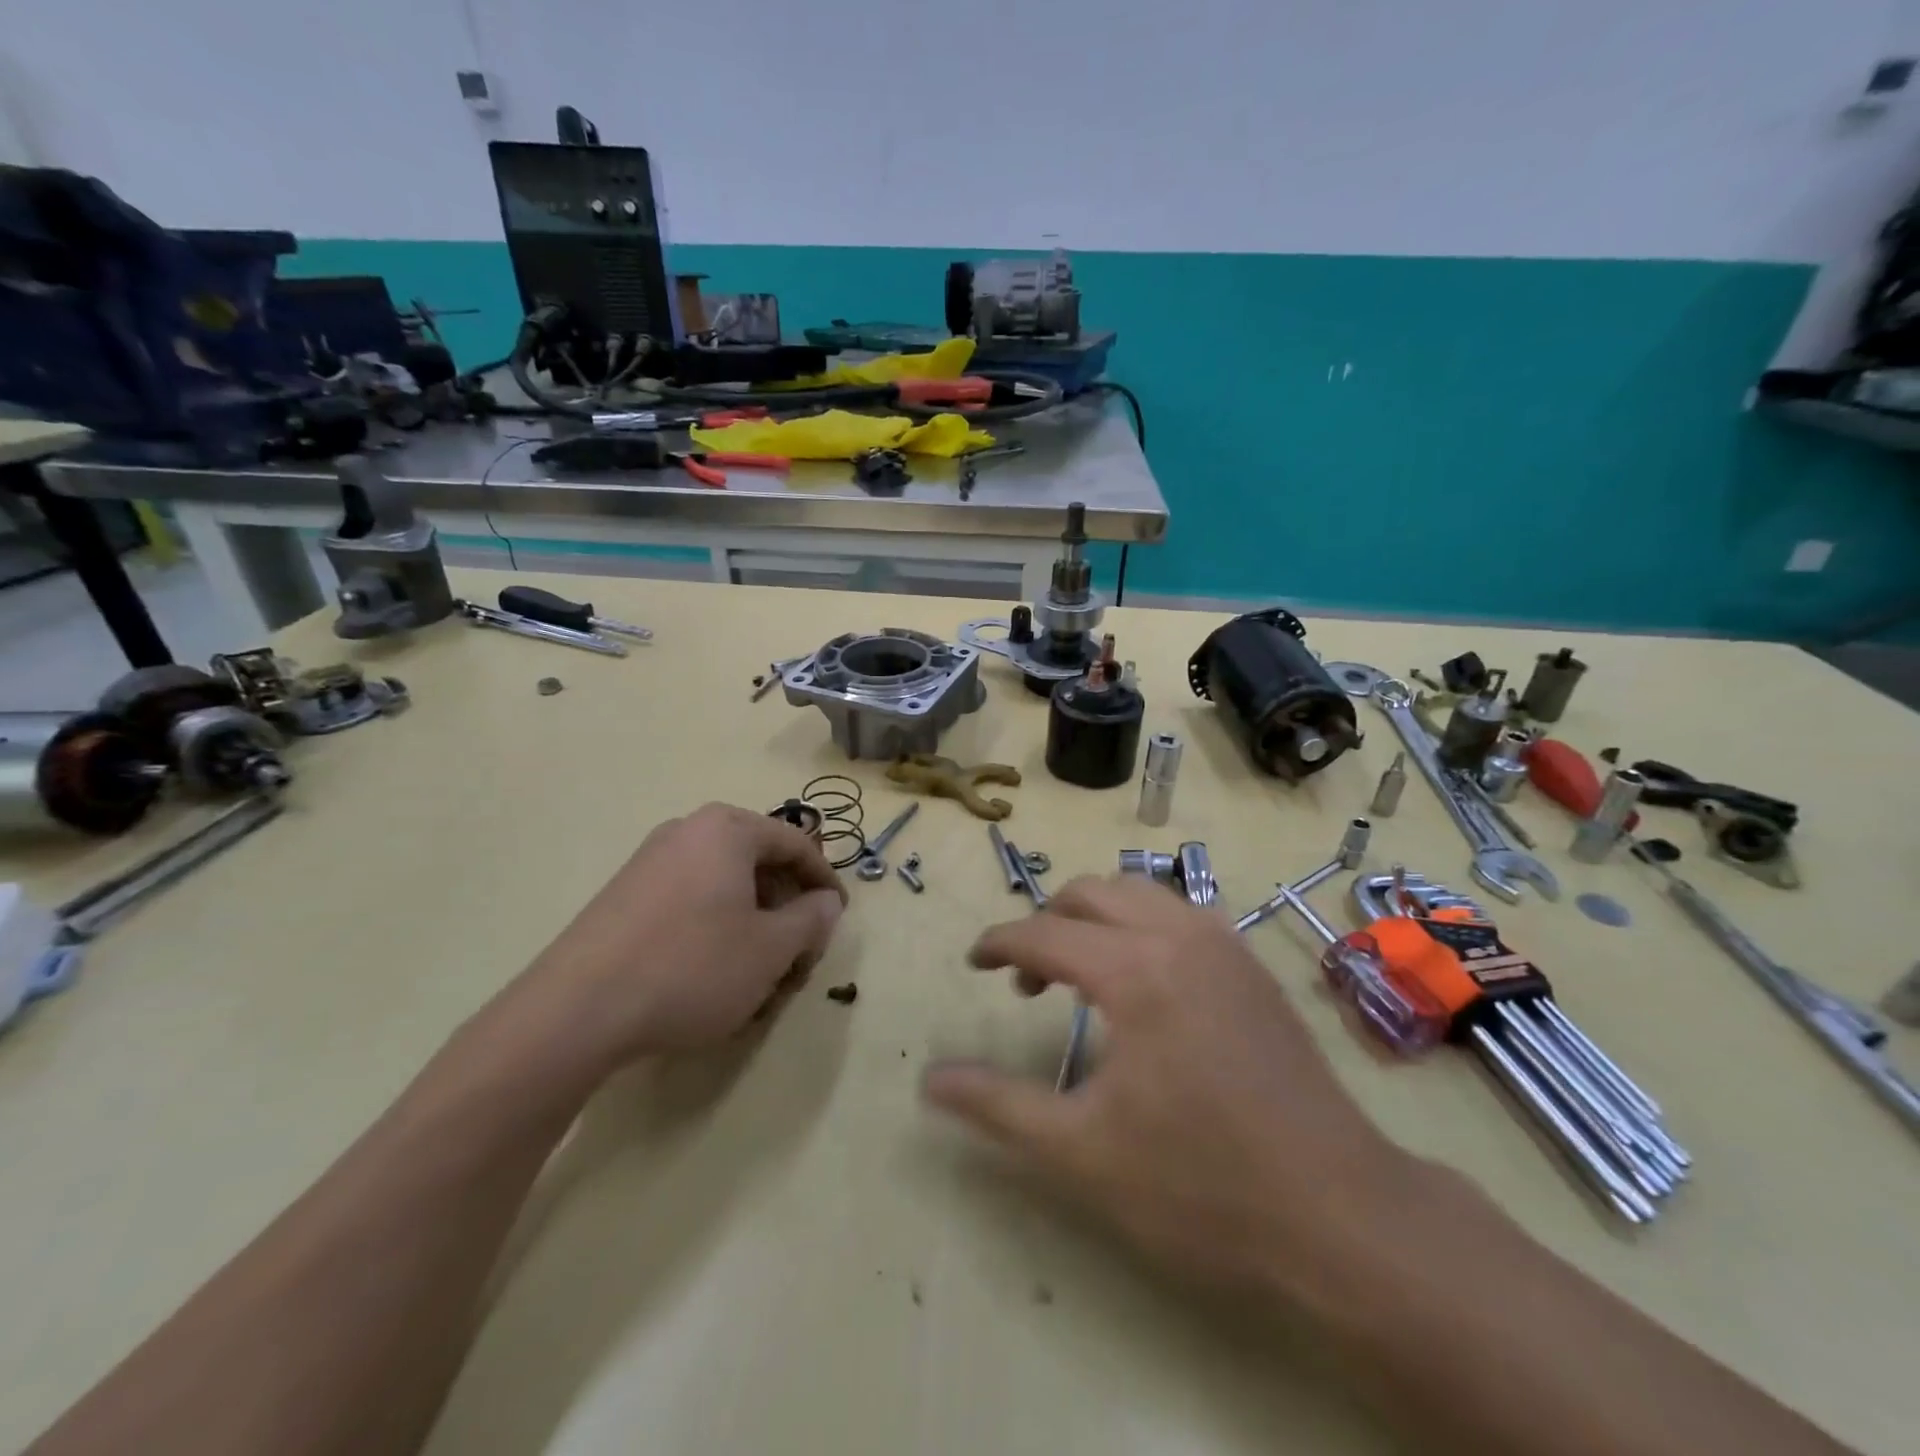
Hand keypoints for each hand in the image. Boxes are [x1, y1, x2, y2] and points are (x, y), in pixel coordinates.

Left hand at [515, 803, 845, 1069]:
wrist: (576, 1010)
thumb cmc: (692, 966)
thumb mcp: (771, 948)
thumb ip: (811, 919)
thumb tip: (825, 902)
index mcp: (727, 829)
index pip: (796, 844)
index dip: (825, 881)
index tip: (837, 918)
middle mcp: (687, 831)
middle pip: (758, 862)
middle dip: (786, 908)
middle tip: (798, 953)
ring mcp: (650, 861)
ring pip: (724, 885)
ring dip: (752, 923)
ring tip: (759, 971)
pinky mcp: (624, 895)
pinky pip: (690, 900)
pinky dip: (715, 928)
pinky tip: (713, 973)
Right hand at [923, 875, 1421, 1305]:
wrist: (1341, 1215)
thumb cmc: (1201, 1185)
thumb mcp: (1082, 1151)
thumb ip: (998, 1105)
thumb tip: (930, 1079)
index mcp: (1134, 970)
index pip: (1044, 932)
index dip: (999, 943)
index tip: (973, 963)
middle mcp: (1179, 935)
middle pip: (1091, 892)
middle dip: (1047, 921)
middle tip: (1025, 979)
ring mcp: (1225, 944)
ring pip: (1140, 892)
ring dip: (1096, 916)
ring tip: (1079, 973)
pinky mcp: (1252, 965)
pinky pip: (1180, 912)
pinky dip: (1141, 924)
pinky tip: (1142, 981)